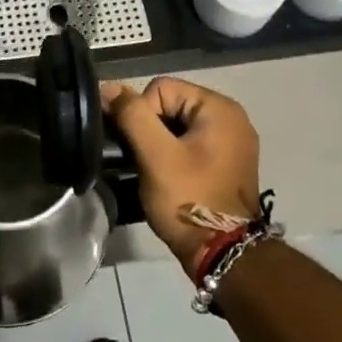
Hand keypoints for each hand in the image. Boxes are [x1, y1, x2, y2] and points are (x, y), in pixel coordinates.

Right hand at [106, 76, 261, 270]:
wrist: (224, 254)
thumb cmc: (189, 199)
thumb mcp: (155, 154)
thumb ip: (132, 115)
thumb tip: (109, 88)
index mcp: (220, 108)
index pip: (161, 88)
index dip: (141, 114)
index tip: (141, 148)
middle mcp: (232, 118)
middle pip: (170, 105)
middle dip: (150, 129)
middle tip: (144, 161)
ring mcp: (233, 142)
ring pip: (177, 126)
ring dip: (160, 144)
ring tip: (154, 171)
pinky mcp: (228, 163)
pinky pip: (191, 144)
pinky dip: (174, 155)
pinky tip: (169, 177)